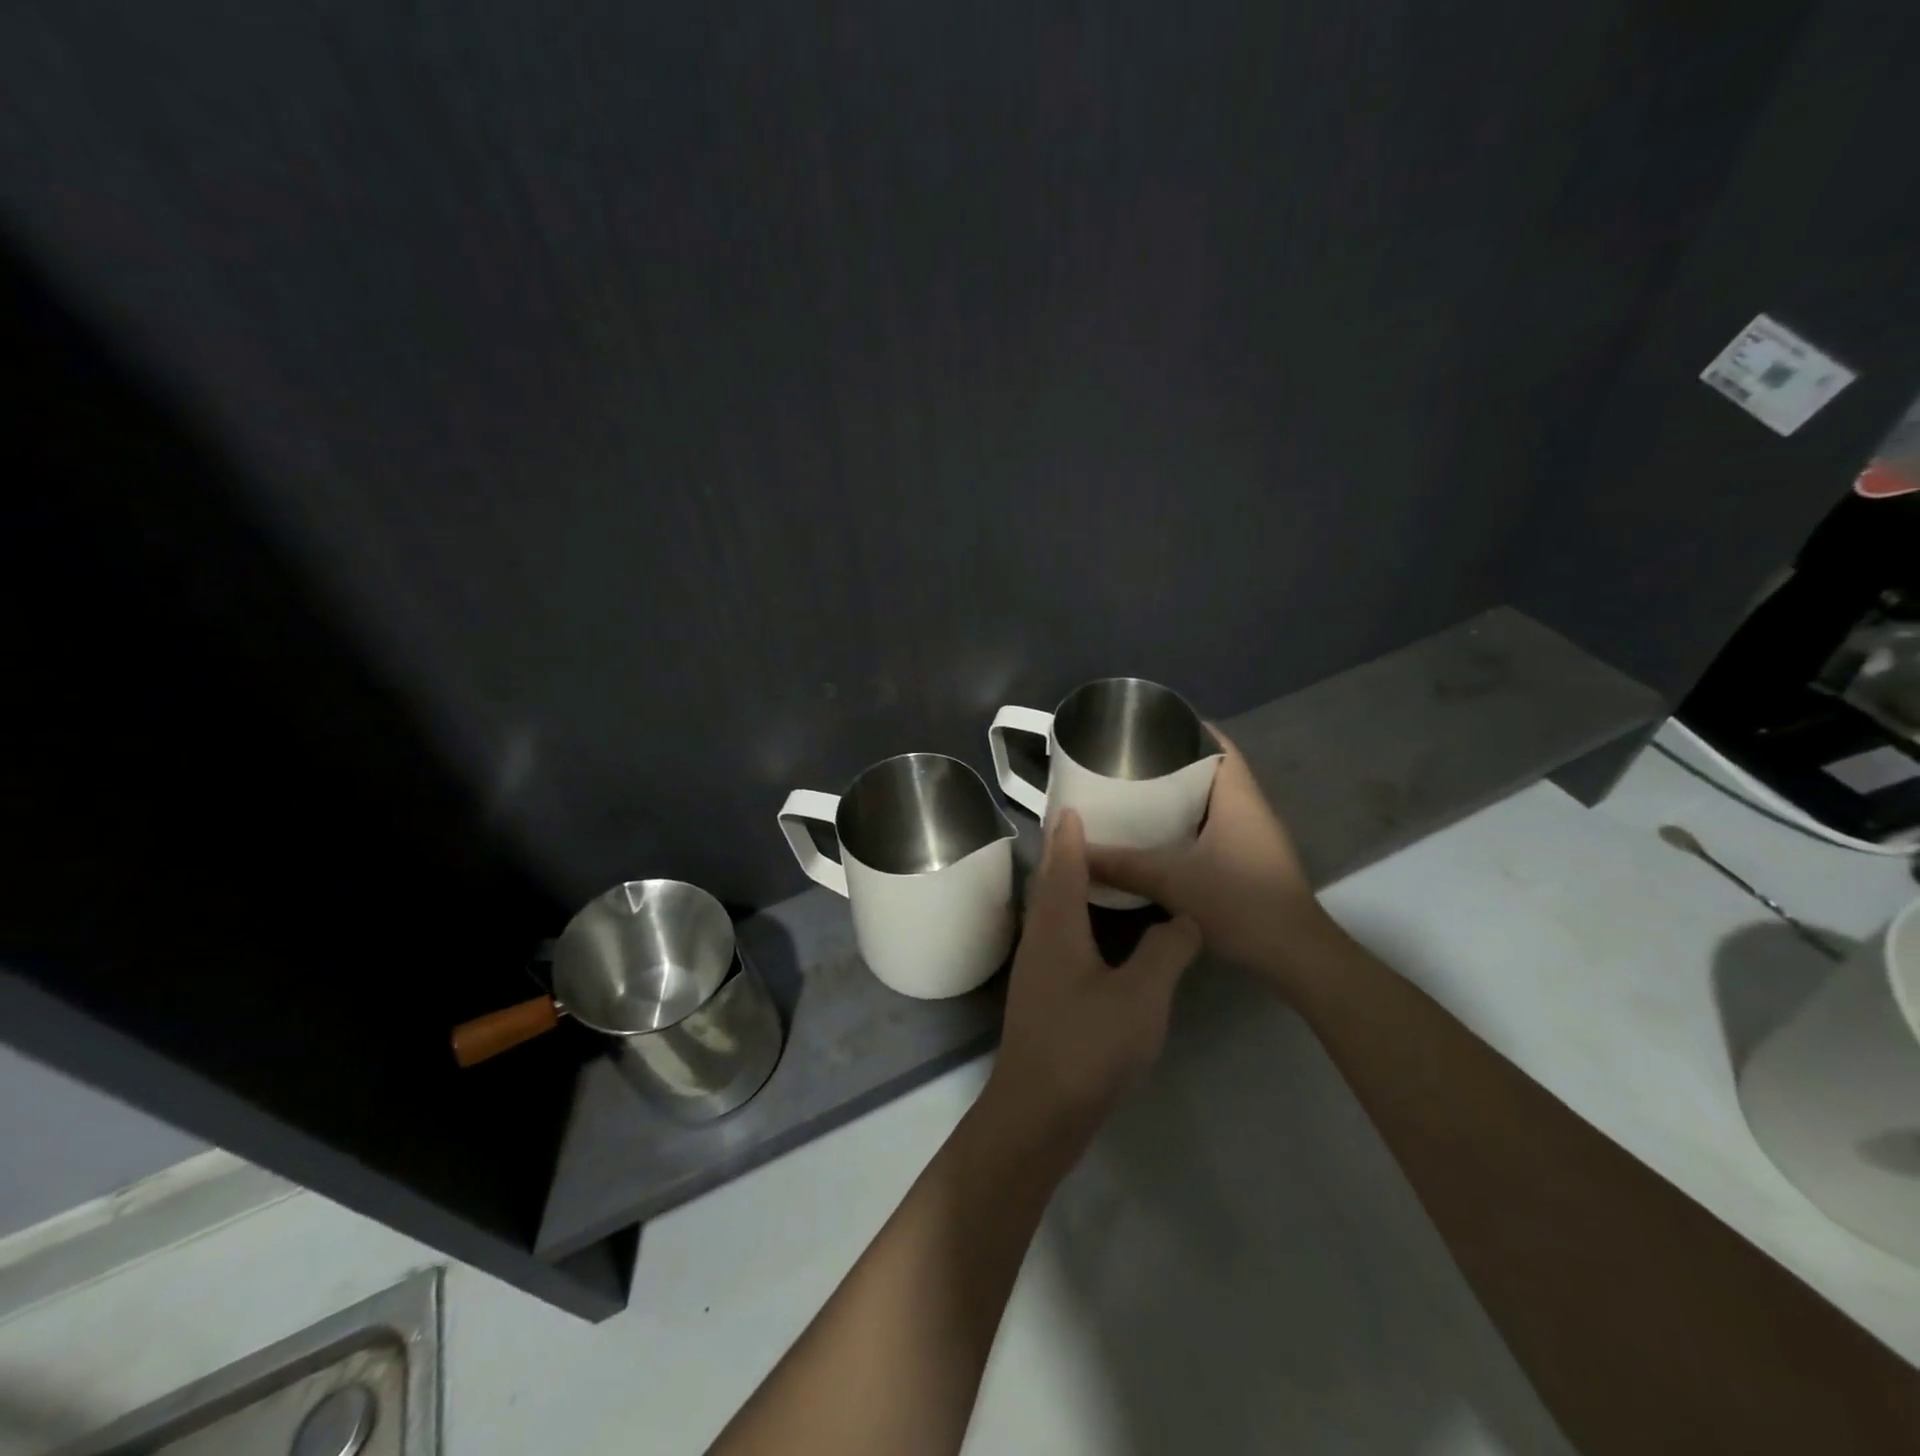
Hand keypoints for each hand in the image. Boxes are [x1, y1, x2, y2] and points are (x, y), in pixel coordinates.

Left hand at [987, 810, 1200, 1140]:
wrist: (1037, 1112)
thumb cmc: (1086, 1046)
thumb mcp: (1141, 997)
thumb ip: (1166, 950)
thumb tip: (1184, 916)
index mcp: (1056, 926)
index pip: (1061, 863)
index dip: (1068, 833)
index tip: (1073, 803)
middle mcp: (1038, 937)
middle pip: (1048, 882)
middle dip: (1065, 852)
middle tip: (1090, 828)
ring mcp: (1035, 967)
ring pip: (1049, 910)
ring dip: (1067, 884)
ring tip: (1096, 870)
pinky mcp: (1040, 993)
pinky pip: (1055, 935)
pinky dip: (1072, 915)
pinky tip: (1095, 930)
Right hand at [1085, 729, 1336, 994]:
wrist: (1295, 956)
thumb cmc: (1241, 903)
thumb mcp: (1173, 882)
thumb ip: (1123, 864)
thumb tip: (1076, 850)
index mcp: (1238, 797)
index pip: (1218, 745)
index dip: (1187, 728)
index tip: (1148, 724)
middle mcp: (1250, 809)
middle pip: (1212, 769)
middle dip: (1173, 761)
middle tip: (1128, 759)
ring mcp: (1253, 837)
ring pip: (1212, 801)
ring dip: (1180, 794)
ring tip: (1135, 791)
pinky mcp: (1250, 861)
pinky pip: (1214, 826)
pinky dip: (1187, 822)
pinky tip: (1157, 835)